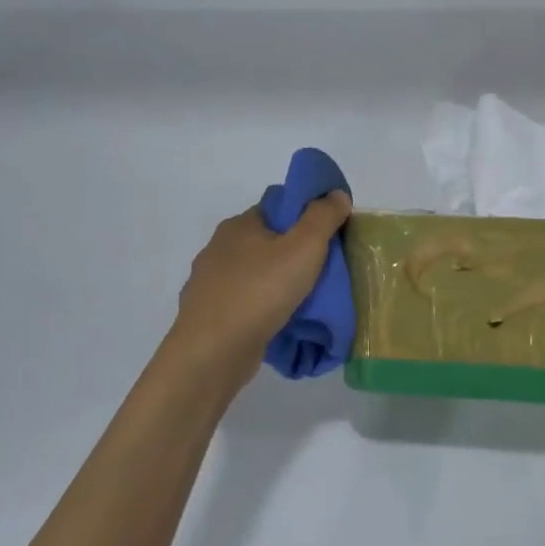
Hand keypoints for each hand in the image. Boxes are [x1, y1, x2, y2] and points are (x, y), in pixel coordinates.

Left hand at [167, 193, 352, 390]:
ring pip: (253, 274)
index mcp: (239, 225)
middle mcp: (218, 248)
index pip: (277, 207)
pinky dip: (261, 307)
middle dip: (293, 252)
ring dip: (276, 282)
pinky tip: (278, 321)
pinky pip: (244, 302)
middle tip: (324, 270)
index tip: (329, 235)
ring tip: (305, 300)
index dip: (305, 216)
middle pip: (265, 241)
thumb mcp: (305, 247)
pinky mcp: (208, 314)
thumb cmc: (261, 291)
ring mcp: (209, 283)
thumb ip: (323, 217)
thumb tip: (336, 194)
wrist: (213, 351)